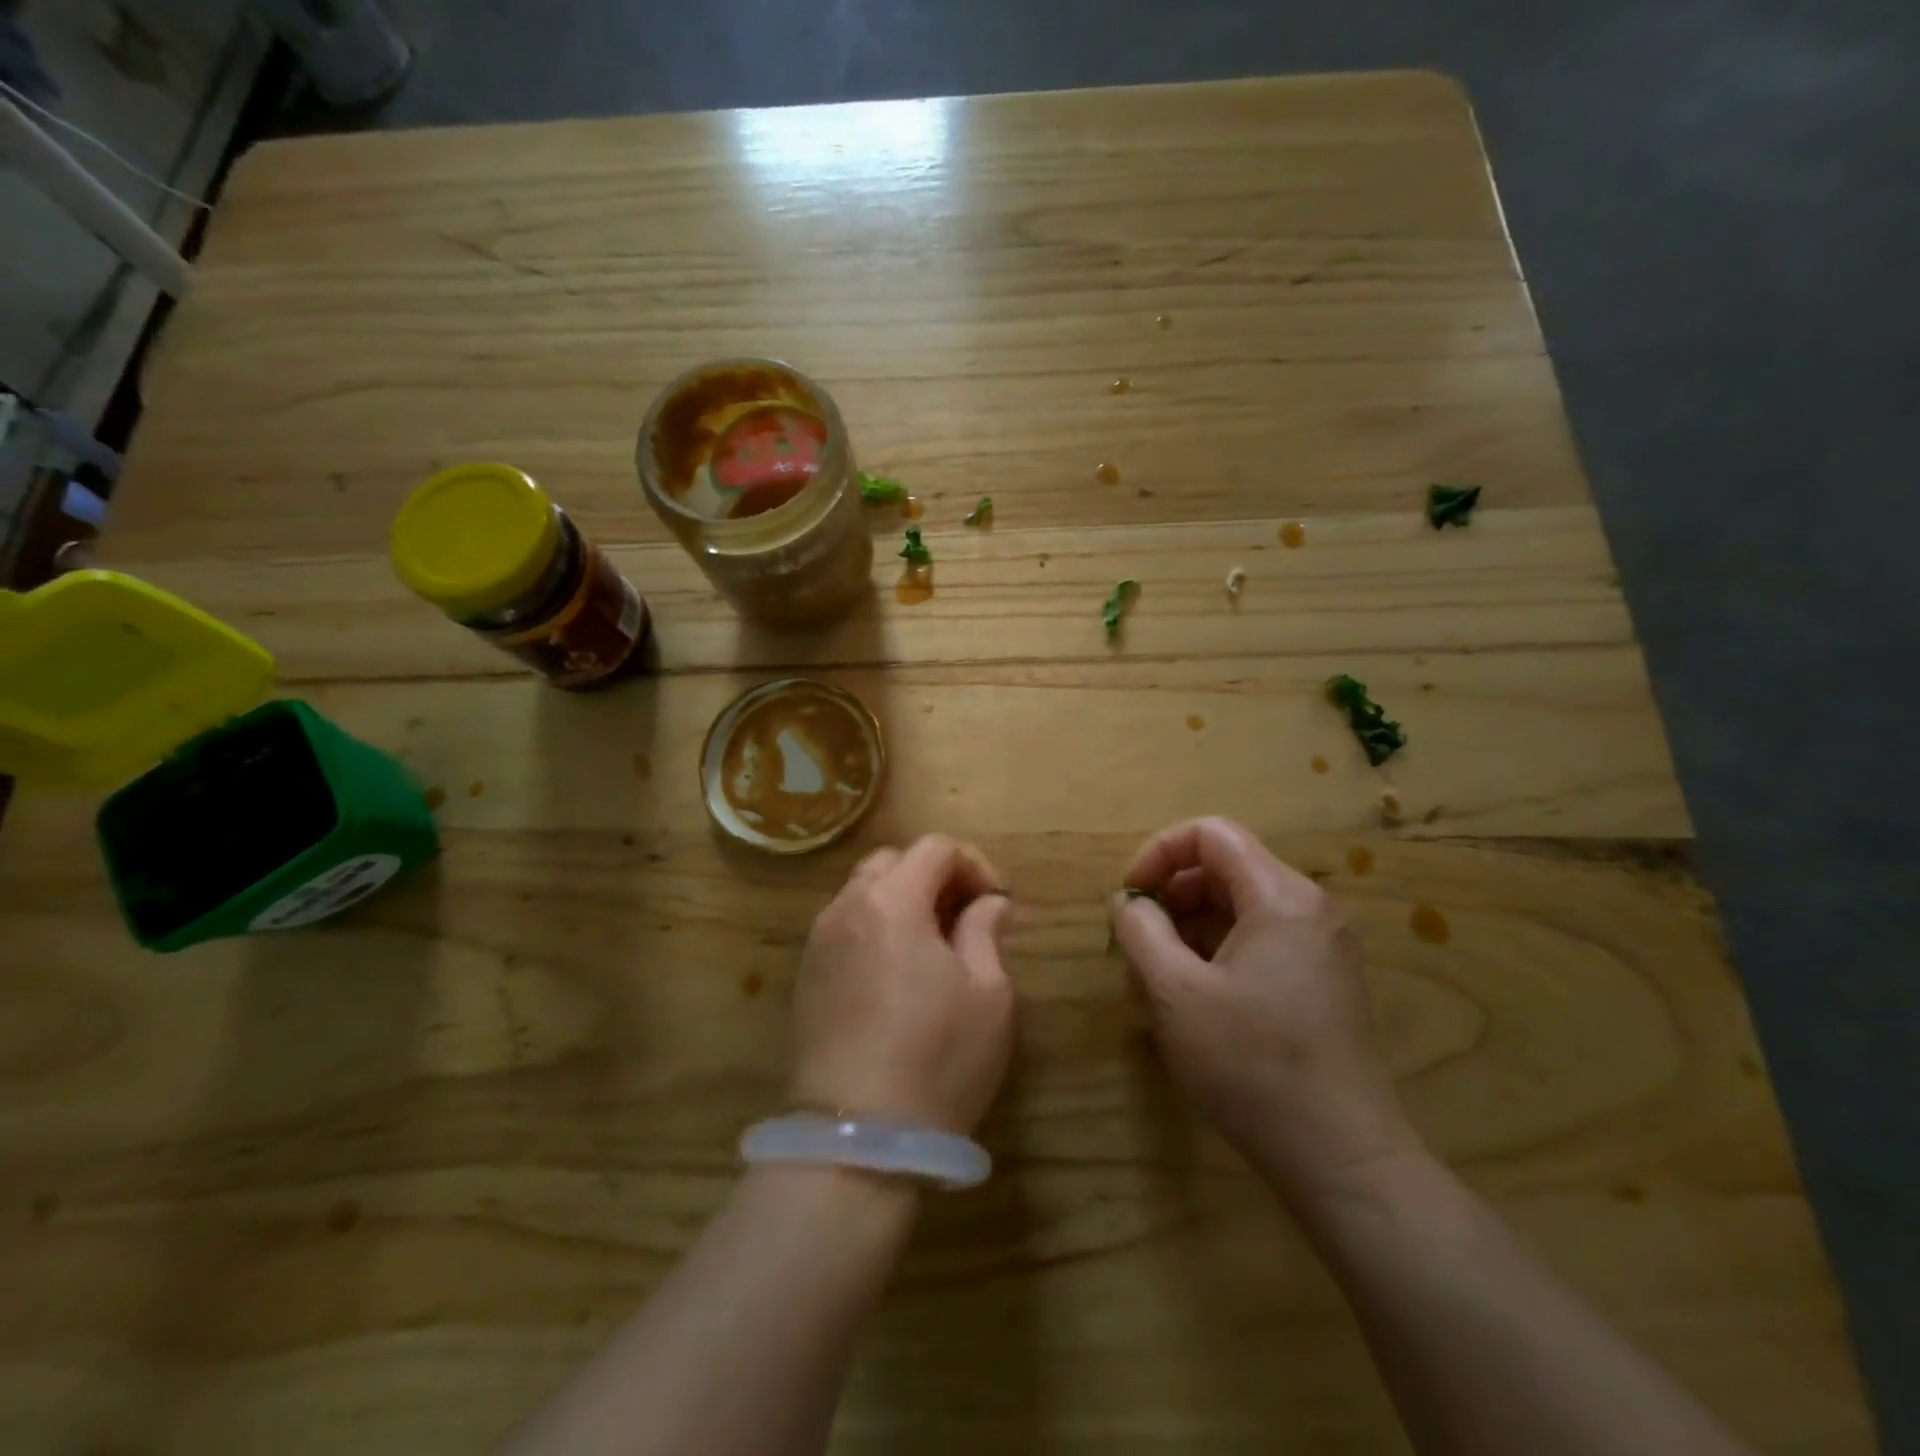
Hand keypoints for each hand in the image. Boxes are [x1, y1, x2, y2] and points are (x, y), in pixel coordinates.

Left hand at [791, 835, 1014, 1133]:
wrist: (855, 1139)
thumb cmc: (936, 1059)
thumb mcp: (988, 995)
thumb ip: (986, 932)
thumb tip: (988, 904)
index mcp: (892, 901)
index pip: (934, 849)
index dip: (974, 864)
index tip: (997, 901)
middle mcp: (846, 908)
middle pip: (892, 862)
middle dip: (934, 876)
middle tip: (965, 917)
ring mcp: (818, 942)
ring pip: (863, 893)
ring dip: (902, 901)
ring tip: (933, 946)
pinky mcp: (804, 977)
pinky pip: (844, 927)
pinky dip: (875, 928)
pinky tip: (896, 973)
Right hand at [1109, 817, 1419, 1196]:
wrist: (1342, 1160)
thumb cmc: (1251, 1066)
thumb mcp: (1174, 993)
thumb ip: (1140, 931)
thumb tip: (1129, 902)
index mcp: (1281, 897)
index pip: (1211, 834)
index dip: (1159, 853)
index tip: (1130, 897)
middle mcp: (1309, 908)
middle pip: (1224, 869)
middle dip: (1171, 896)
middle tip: (1137, 944)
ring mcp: (1321, 946)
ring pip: (1238, 908)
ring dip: (1189, 930)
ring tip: (1157, 981)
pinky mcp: (1321, 981)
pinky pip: (1258, 942)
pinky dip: (1216, 954)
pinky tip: (1192, 1002)